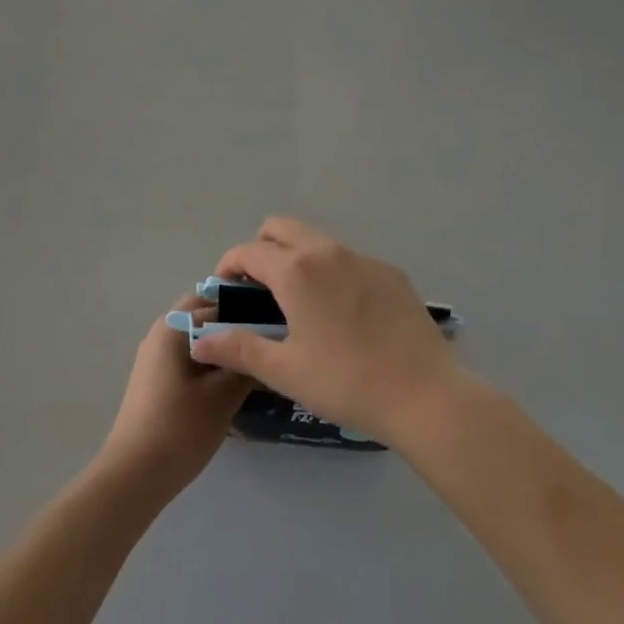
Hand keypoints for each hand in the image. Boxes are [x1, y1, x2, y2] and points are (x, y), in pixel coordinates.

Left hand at [98, 299, 253, 501]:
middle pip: (205, 314)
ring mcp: (155, 356)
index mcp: (174, 325)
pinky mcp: (156, 378)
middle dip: (235, 324)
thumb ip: (247, 362)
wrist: (135, 476)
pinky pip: (189, 355)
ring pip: (197, 336)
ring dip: (223, 344)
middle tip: (267, 342)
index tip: (278, 326)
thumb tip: (267, 343)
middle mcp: (161, 331)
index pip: (220, 301)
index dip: (251, 311)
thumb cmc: (181, 428)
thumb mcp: (224, 395)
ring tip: (255, 362)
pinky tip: (231, 382)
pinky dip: (210, 361)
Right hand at [189, 217, 461, 444]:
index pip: (249, 250)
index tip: (226, 290)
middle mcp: (328, 252)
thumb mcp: (285, 370)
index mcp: (297, 271)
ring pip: (317, 241)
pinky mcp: (391, 273)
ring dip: (297, 258)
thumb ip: (238, 349)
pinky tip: (343, 314)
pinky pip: (349, 260)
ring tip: (299, 303)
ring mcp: (364, 259)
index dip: (229, 266)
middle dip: (261, 248)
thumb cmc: (346, 382)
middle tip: (259, 289)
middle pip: (282, 228)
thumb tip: (199, 340)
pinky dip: (332, 272)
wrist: (424, 395)